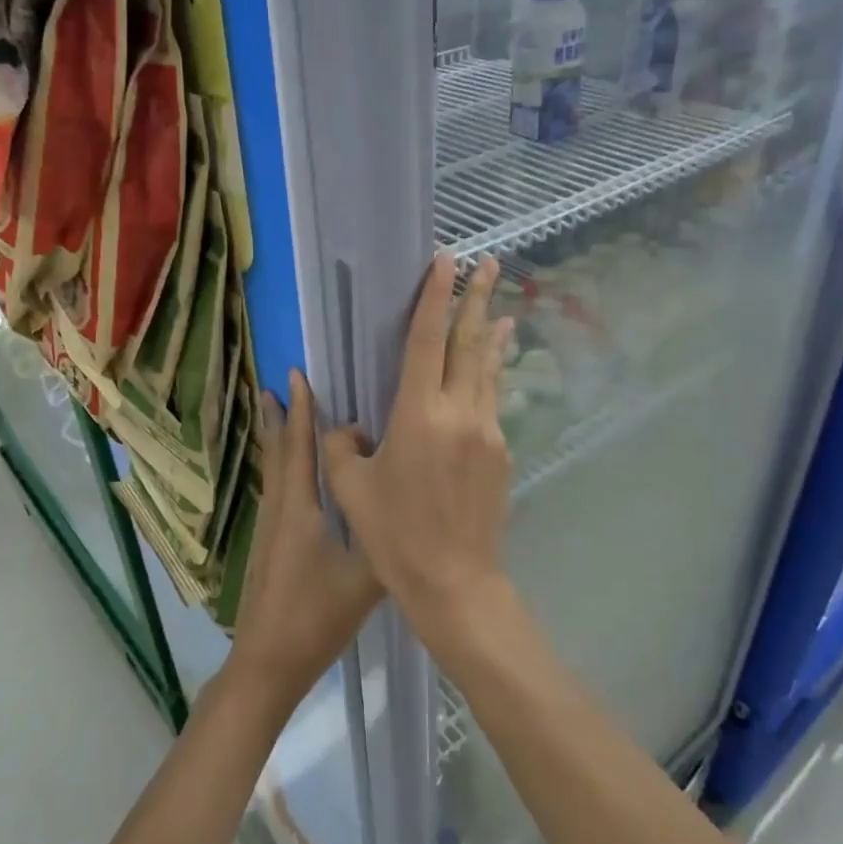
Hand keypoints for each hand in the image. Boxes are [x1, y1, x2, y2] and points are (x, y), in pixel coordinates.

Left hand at [224, 371, 383, 713]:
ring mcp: (270, 527)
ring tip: (277, 411)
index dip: (300, 411)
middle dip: (281, 416)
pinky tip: (291, 471)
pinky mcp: (269, 544)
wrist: (267, 662)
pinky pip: (275, 489)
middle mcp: (279, 509)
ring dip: (277, 438)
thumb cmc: (315, 617)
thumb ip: (388, 540)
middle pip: (278, 452)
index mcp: (300, 510)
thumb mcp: (365, 580)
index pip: (300, 448)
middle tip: (278, 383)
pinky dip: (280, 465)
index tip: (297, 376)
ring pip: (273, 470)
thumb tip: (412, 505)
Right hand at [324, 254, 514, 632]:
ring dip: (491, 334)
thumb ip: (341, 444)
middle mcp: (459, 412)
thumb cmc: (394, 535)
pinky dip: (492, 375)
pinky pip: (494, 400)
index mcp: (417, 415)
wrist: (455, 581)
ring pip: (488, 370)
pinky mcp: (501, 452)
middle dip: (478, 298)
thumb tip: (347, 425)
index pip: (426, 341)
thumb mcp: (350, 488)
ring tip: (502, 306)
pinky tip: (493, 368)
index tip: (446, 262)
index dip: (434, 297)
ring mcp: (487, 431)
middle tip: (490, 262)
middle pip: (470, 343)